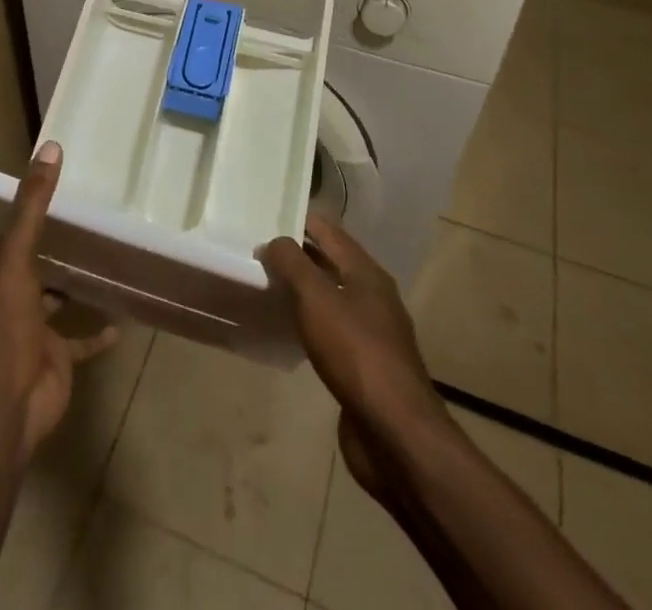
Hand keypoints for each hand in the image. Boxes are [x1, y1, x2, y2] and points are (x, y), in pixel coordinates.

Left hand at [0, 142, 117, 460]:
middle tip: (55, 218)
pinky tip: (119, 319)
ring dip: (62, 288)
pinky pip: (78, 343)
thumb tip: (50, 147)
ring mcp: (27, 331)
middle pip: (6, 271)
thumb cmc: (2, 322)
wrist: (9, 403)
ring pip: (44, 303)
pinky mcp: (53, 359)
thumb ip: (33, 204)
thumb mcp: (15, 254)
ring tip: (91, 256)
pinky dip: (96, 334)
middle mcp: (0, 300)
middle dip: (24, 250)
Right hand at [260, 213, 446, 440]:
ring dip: (301, 289)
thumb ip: (292, 263)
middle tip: (256, 251)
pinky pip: (330, 329)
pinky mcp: (363, 366)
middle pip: (329, 261)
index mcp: (366, 272)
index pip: (327, 230)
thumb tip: (273, 241)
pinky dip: (308, 321)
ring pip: (330, 296)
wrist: (395, 434)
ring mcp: (370, 332)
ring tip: (265, 286)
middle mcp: (372, 295)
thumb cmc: (356, 353)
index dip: (297, 220)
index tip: (263, 218)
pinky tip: (287, 329)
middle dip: (296, 254)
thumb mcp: (317, 298)